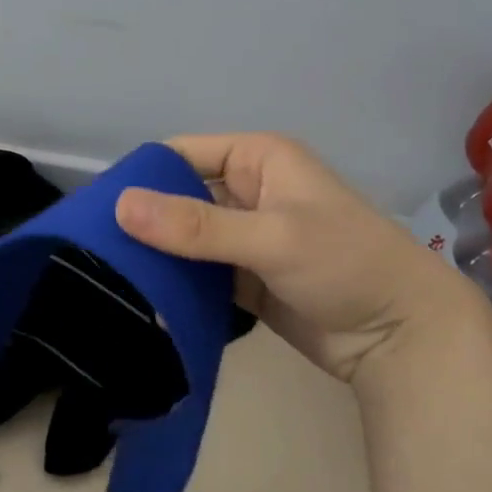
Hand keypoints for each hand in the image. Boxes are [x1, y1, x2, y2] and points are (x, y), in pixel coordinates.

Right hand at [115, 133, 491, 384]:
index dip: (141, 176)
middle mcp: (247, 192)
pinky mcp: (243, 278)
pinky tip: (140, 299)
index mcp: (257, 159)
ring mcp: (244, 237)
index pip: (182, 154)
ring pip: (184, 238)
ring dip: (155, 255)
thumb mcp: (272, 237)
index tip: (94, 209)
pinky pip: (197, 273)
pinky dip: (174, 283)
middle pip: (178, 198)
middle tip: (90, 248)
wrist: (401, 337)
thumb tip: (119, 205)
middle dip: (141, 220)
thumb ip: (196, 225)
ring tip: (103, 276)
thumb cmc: (346, 264)